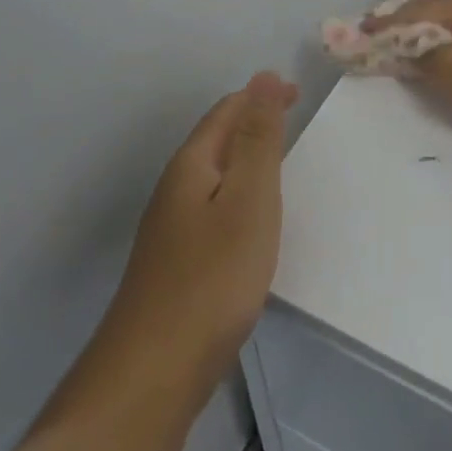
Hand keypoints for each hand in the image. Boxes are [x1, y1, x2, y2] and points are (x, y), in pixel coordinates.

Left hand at [104, 72, 296, 391]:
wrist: (153, 373)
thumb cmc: (212, 277)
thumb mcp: (249, 199)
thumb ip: (259, 139)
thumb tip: (264, 77)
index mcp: (191, 166)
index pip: (226, 112)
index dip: (261, 96)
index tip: (298, 94)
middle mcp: (174, 189)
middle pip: (216, 140)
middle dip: (253, 122)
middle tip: (293, 121)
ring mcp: (170, 229)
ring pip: (213, 175)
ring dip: (245, 158)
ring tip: (279, 162)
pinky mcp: (175, 263)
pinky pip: (212, 207)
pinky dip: (238, 195)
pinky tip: (250, 221)